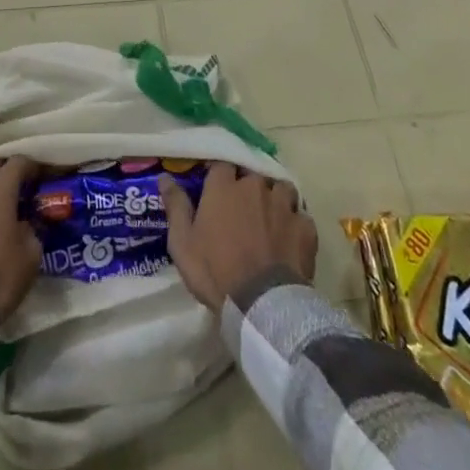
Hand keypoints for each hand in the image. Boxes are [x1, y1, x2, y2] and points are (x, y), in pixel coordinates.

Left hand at [0, 156, 41, 336]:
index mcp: (1, 185)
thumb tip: (28, 221)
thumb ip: (33, 228)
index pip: (20, 161)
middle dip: (10, 172)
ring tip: (6, 204)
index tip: (44, 178)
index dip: (34, 167)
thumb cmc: (0, 275)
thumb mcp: (31, 254)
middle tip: (24, 189)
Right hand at [159, 165, 316, 313]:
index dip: (220, 175)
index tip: (216, 188)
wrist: (262, 305)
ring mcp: (284, 205)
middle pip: (253, 175)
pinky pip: (301, 216)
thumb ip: (175, 206)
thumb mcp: (183, 243)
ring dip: (275, 199)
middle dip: (248, 186)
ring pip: (281, 189)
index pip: (222, 165)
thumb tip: (164, 177)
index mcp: (224, 186)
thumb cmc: (216, 271)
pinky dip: (295, 224)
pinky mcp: (305, 227)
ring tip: (270, 218)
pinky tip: (290, 238)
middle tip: (242, 207)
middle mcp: (255, 186)